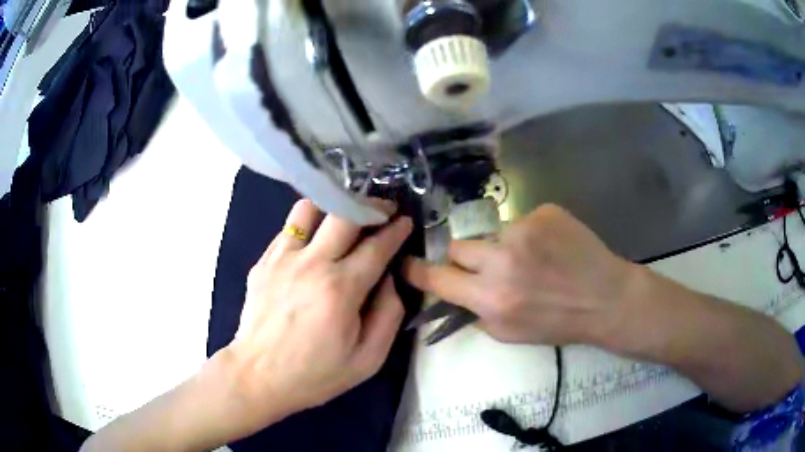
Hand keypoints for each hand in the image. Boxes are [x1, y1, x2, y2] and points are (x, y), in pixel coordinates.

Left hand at [224, 199, 412, 434]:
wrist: (258, 376)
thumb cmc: (315, 373)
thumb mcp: (368, 359)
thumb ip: (390, 314)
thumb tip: (388, 277)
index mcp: (340, 290)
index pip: (376, 245)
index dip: (396, 229)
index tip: (405, 221)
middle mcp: (311, 264)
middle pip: (344, 214)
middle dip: (371, 206)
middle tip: (383, 211)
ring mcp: (281, 258)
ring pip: (310, 208)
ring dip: (333, 206)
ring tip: (344, 218)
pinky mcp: (263, 262)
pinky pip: (288, 228)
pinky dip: (307, 226)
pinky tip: (314, 243)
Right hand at [404, 204, 635, 345]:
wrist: (606, 298)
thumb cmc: (558, 323)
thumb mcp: (509, 333)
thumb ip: (475, 312)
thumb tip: (452, 292)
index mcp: (492, 297)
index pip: (437, 277)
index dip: (418, 271)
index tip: (407, 264)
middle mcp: (502, 260)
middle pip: (458, 246)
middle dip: (467, 258)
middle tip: (489, 268)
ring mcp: (524, 229)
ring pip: (492, 234)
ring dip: (503, 247)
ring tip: (534, 261)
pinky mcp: (544, 212)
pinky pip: (521, 221)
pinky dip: (530, 235)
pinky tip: (551, 248)